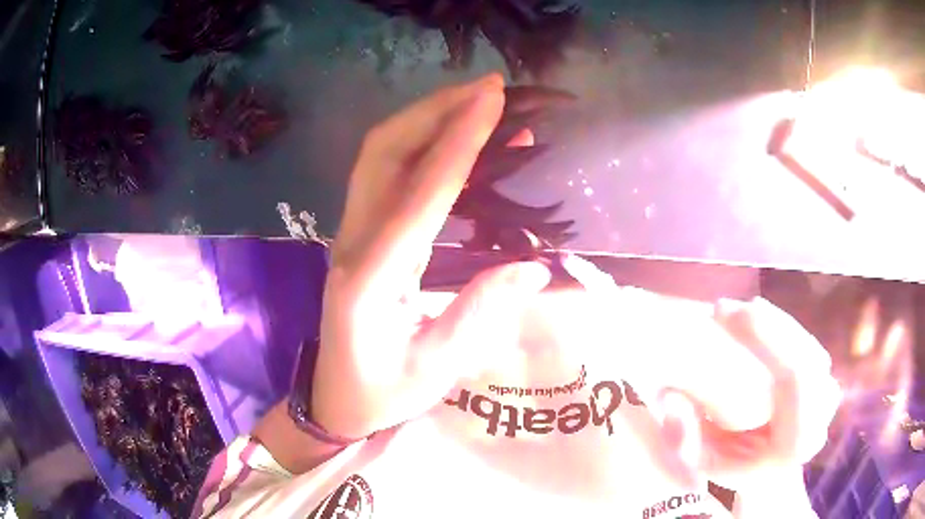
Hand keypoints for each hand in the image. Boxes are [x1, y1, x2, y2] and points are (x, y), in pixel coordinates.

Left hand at [311, 74, 552, 439]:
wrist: (335, 397)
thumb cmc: (382, 392)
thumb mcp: (434, 370)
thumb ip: (478, 316)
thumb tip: (533, 266)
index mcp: (371, 280)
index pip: (420, 194)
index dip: (459, 142)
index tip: (493, 100)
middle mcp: (354, 242)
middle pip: (385, 151)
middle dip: (436, 110)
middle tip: (490, 87)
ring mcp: (352, 232)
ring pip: (381, 153)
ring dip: (427, 118)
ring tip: (478, 101)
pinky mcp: (361, 232)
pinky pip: (389, 172)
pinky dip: (424, 144)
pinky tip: (459, 139)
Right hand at [561, 255, 840, 505]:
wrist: (770, 472)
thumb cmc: (736, 470)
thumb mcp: (704, 464)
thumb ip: (685, 441)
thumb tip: (670, 397)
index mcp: (794, 441)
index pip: (793, 377)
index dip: (764, 337)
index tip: (723, 315)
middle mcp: (820, 413)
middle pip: (802, 351)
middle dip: (764, 325)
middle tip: (724, 310)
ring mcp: (827, 392)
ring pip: (806, 343)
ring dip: (773, 322)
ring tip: (740, 312)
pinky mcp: (825, 378)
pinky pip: (807, 343)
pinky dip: (783, 326)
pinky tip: (760, 319)